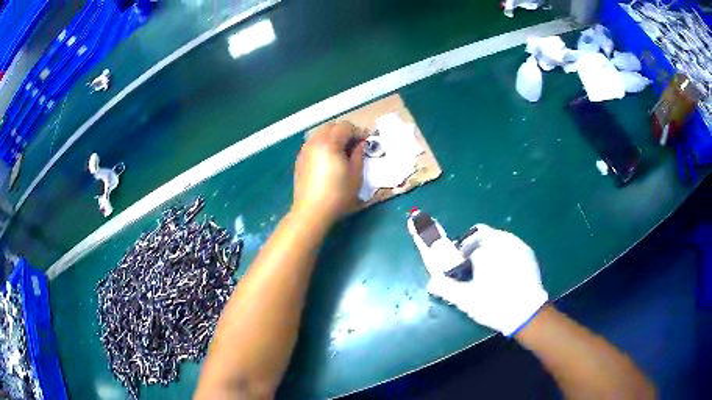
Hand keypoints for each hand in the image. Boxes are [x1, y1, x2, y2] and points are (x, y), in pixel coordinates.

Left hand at [293, 121, 365, 222]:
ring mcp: (305, 150)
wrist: (311, 211)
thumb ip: (358, 155)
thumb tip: (359, 145)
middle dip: (344, 131)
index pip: (345, 127)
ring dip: (332, 137)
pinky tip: (328, 159)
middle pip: (331, 126)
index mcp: (330, 143)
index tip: (365, 142)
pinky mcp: (299, 159)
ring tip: (341, 152)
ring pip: (320, 134)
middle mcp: (315, 142)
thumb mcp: (355, 176)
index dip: (357, 132)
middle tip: (354, 145)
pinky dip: (322, 144)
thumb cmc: (337, 195)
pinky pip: (313, 144)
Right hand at [410, 222, 547, 335]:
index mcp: (484, 248)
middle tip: (473, 271)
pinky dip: (503, 254)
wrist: (527, 313)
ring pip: (496, 239)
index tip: (459, 267)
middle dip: (474, 248)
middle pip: (480, 235)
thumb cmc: (494, 304)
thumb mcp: (466, 299)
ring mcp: (517, 244)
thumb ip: (445, 288)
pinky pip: (510, 245)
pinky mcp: (528, 252)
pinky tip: (504, 273)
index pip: (464, 241)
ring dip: (489, 250)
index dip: (459, 253)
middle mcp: (501, 239)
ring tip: (489, 273)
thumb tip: (431, 284)